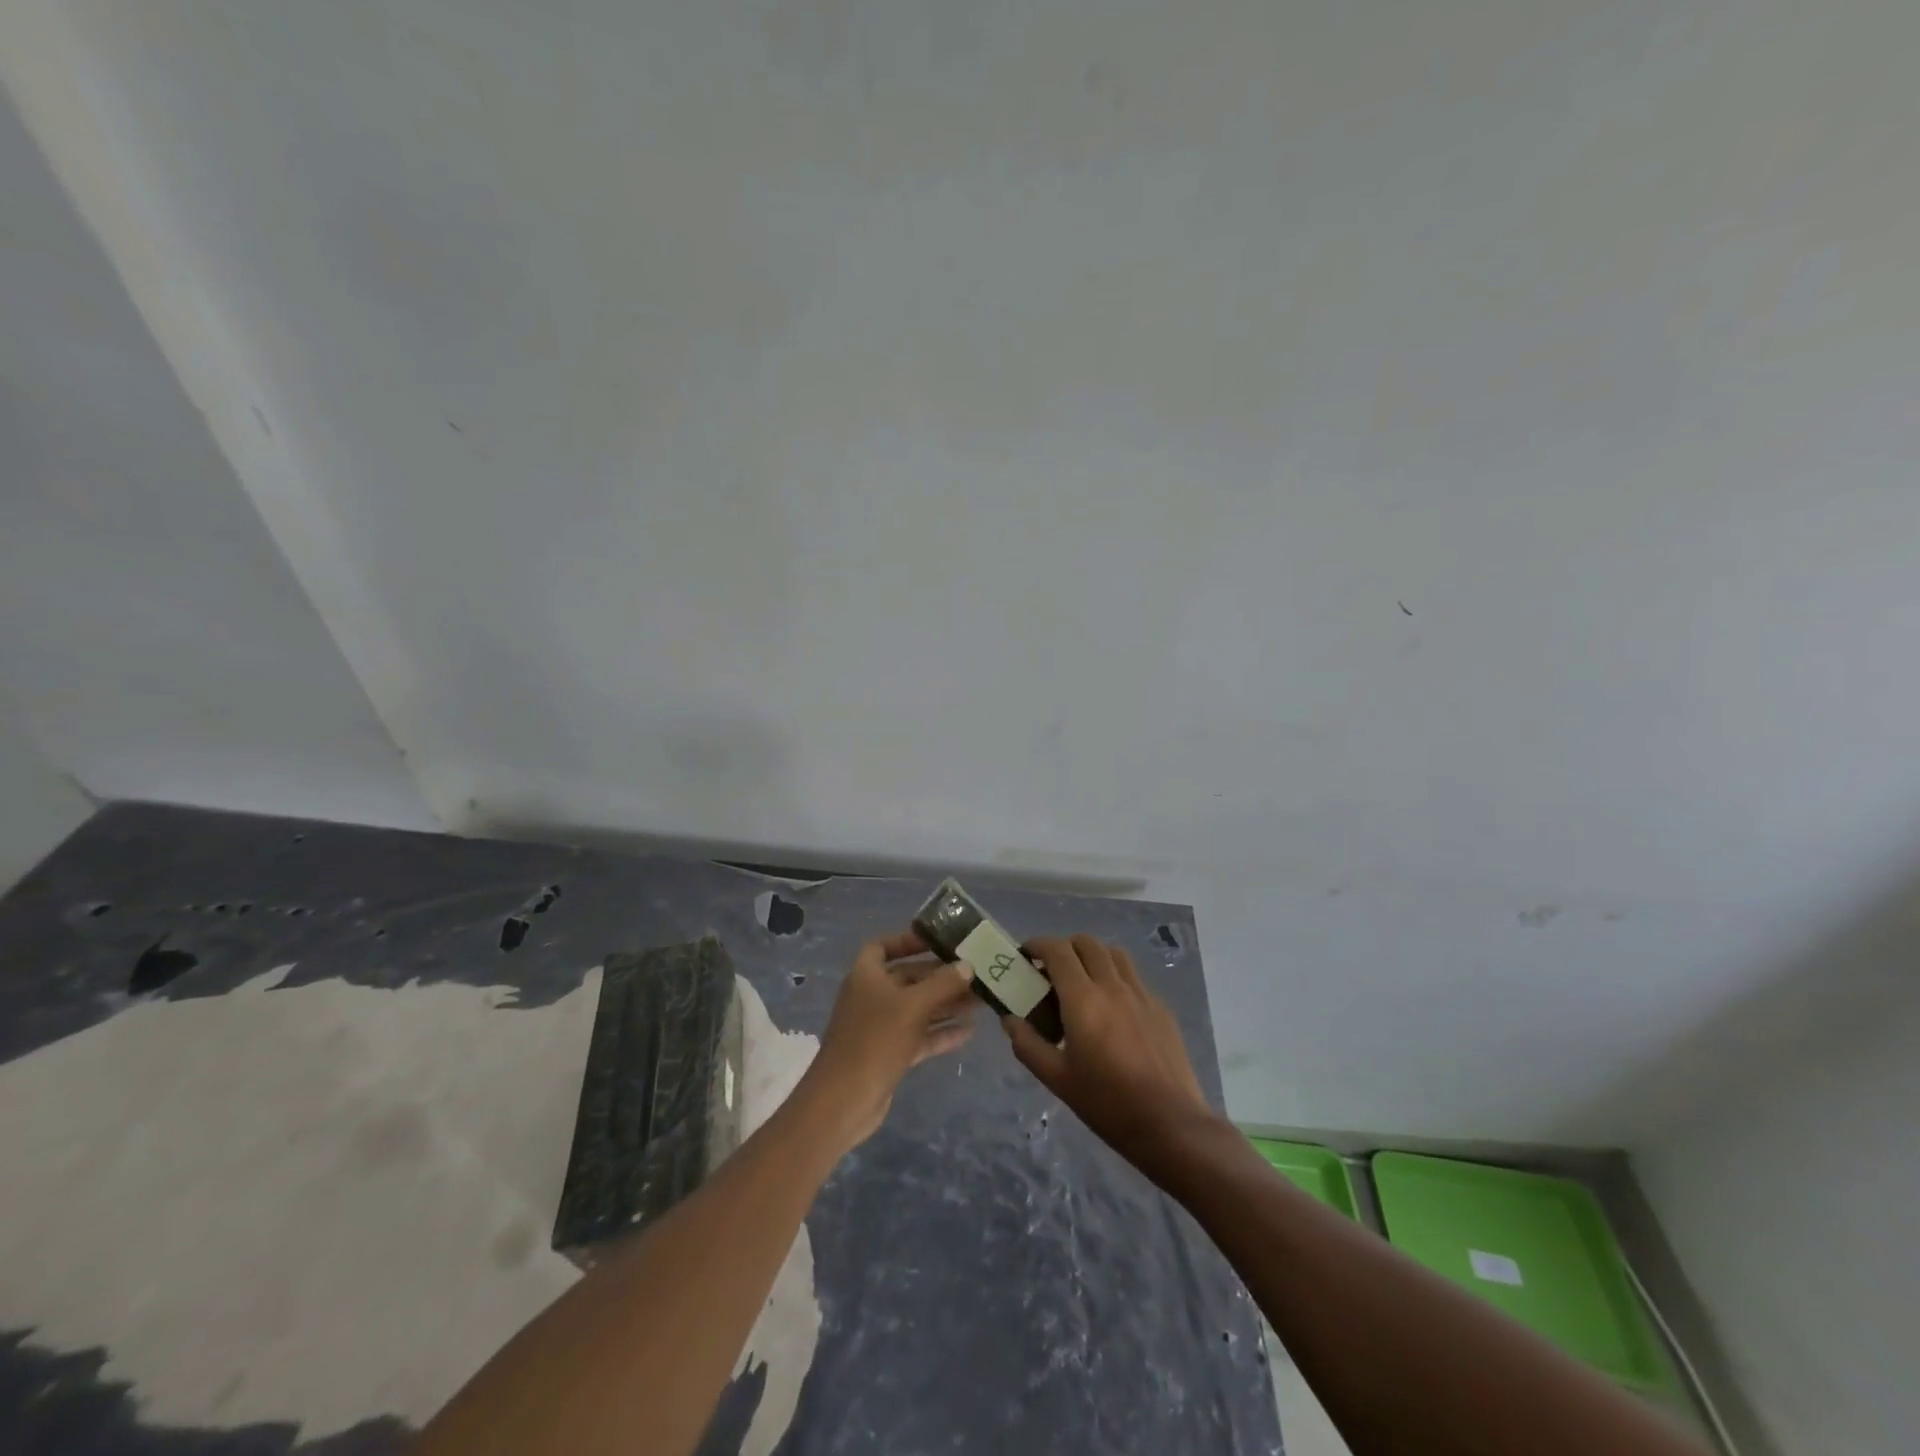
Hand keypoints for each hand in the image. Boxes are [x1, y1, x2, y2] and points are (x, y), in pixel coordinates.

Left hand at [800, 930, 978, 1148]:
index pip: (883, 946)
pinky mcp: (890, 1053)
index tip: (937, 941)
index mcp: (866, 975)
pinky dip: (941, 1032)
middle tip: (976, 973)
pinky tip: (970, 1030)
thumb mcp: (913, 1006)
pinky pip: (920, 1035)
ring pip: (918, 1007)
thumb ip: (942, 984)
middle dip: (941, 976)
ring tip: (981, 1000)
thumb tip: (968, 966)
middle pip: (909, 977)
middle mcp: (872, 996)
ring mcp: (880, 1026)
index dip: (907, 940)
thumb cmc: (875, 1040)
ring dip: (946, 1003)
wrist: (844, 1101)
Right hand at [1003, 934, 1217, 1170]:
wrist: (1170, 1124)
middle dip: (1065, 948)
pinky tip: (1113, 1010)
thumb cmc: (1107, 1103)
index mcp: (1084, 999)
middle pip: (1087, 943)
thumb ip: (1028, 1044)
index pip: (1058, 950)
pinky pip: (1133, 977)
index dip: (1038, 945)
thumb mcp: (1057, 1078)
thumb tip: (1009, 1019)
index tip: (1025, 956)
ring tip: (1083, 983)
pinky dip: (1116, 978)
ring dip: (1093, 957)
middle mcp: (1113, 986)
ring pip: (1114, 954)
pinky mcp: (1161, 1008)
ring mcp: (1141, 994)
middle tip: (1052, 971)